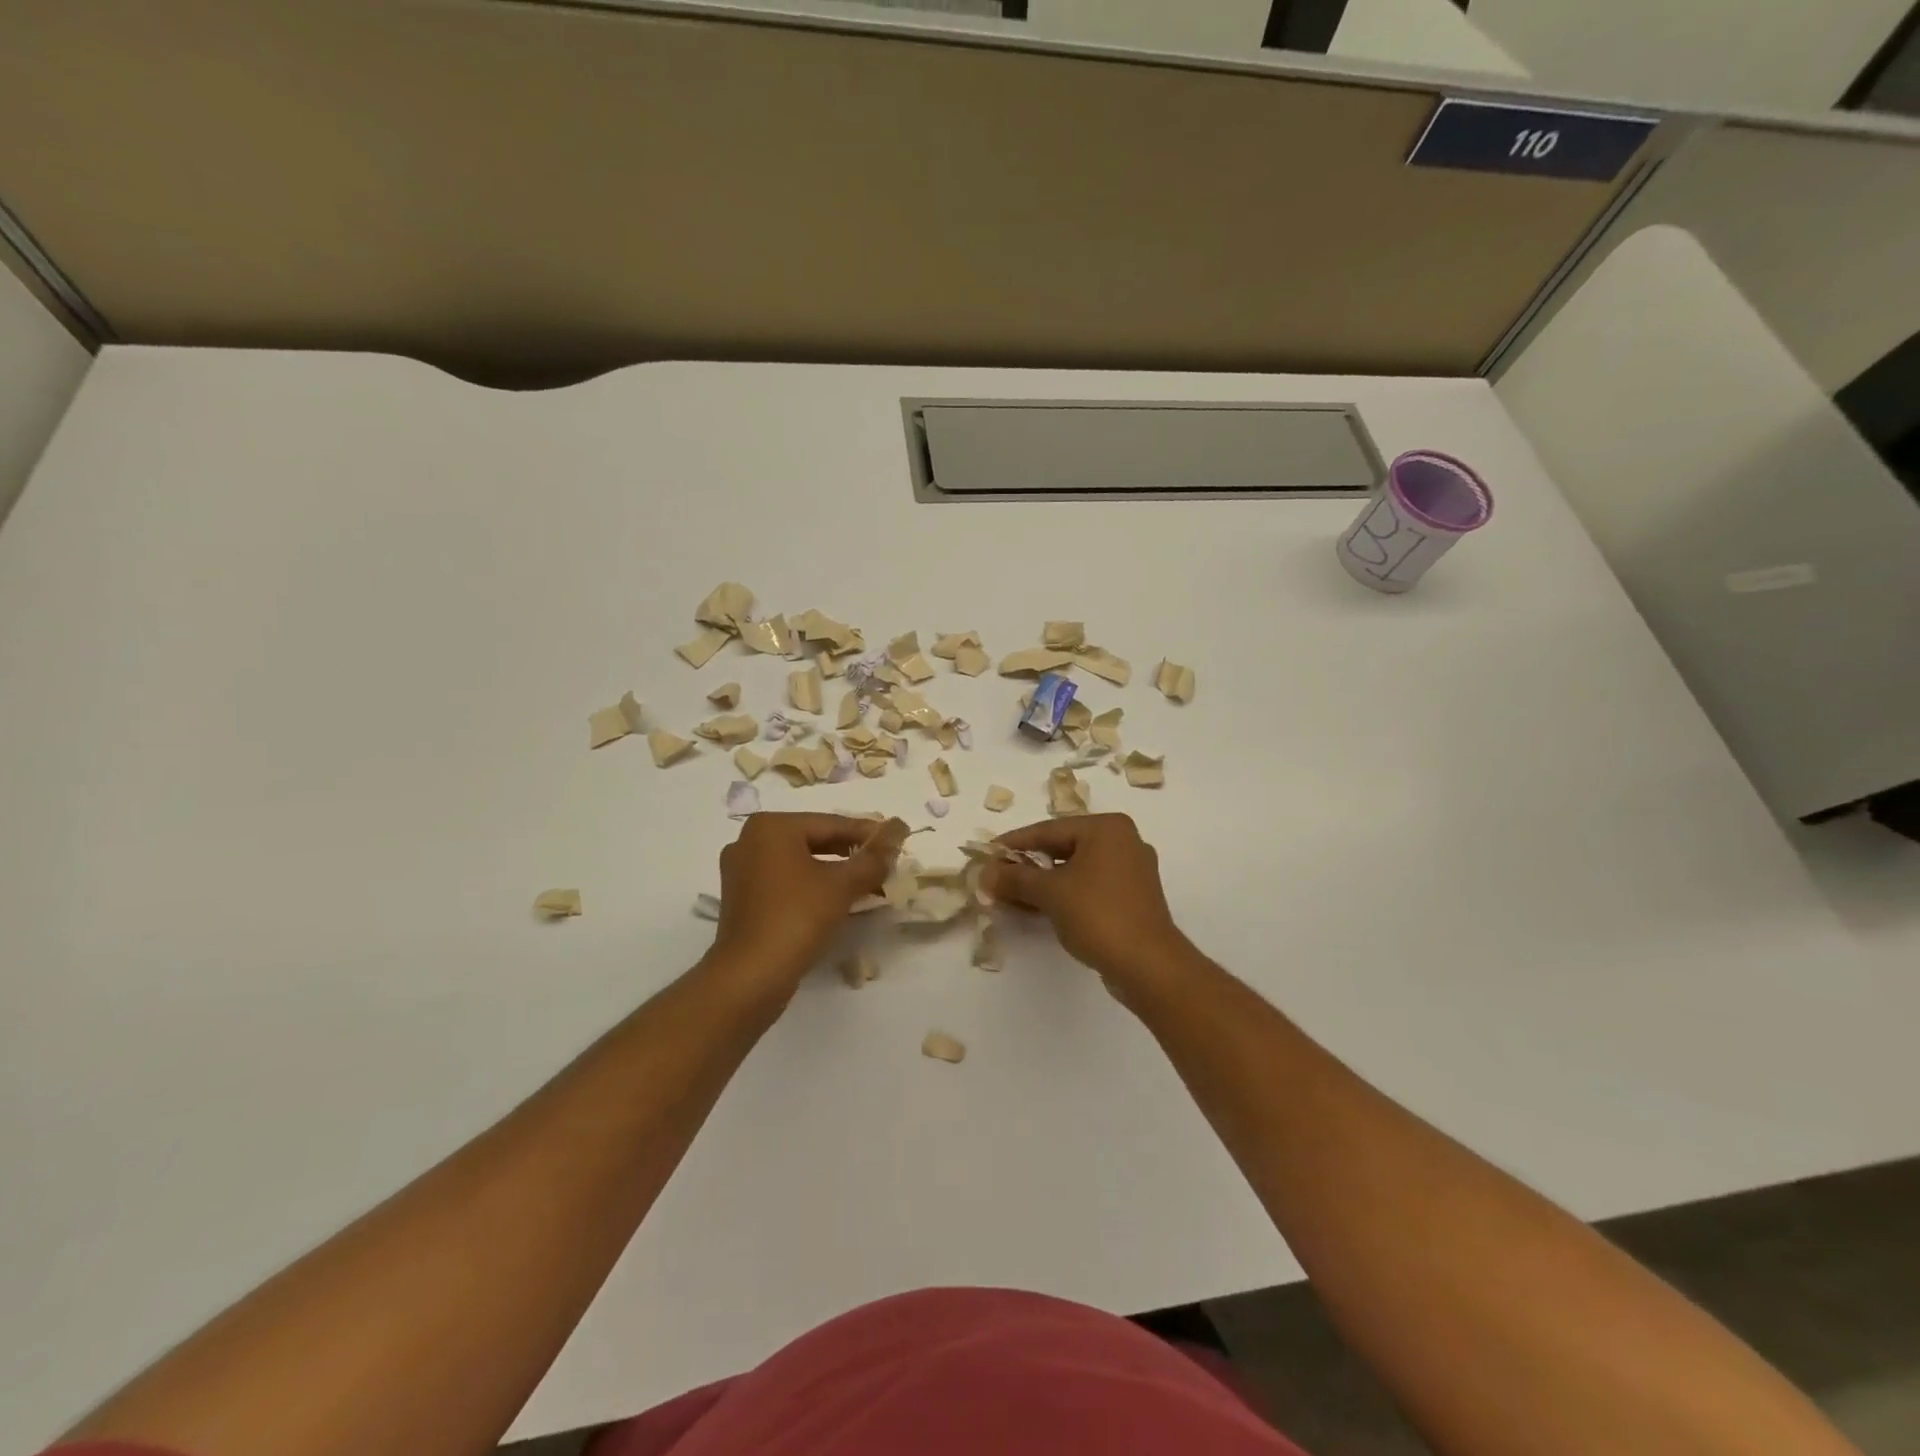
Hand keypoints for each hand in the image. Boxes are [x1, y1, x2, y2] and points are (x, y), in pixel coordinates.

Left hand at [707, 813, 909, 994]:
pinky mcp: (742, 899)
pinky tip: (837, 900)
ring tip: (868, 883)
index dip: (869, 833)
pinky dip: (812, 885)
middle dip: (851, 853)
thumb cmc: (797, 918)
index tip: (898, 840)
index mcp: (771, 827)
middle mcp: (750, 841)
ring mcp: (741, 871)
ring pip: (800, 862)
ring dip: (834, 871)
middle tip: (885, 863)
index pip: (832, 823)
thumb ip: (874, 856)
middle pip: (814, 840)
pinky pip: (785, 881)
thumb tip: (900, 828)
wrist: (750, 977)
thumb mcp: (842, 885)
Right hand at [984, 814, 1192, 996]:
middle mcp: (1123, 841)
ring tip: (1012, 895)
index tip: (986, 854)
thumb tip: (985, 873)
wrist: (1148, 965)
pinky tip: (1040, 909)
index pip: (1048, 829)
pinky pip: (1090, 886)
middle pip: (1063, 847)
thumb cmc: (1098, 915)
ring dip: (1044, 882)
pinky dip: (1065, 894)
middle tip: (997, 877)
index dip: (1014, 843)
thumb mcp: (1050, 893)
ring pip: (1076, 869)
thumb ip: (1015, 878)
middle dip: (1028, 865)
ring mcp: (1132, 871)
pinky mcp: (1133, 898)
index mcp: (1107, 828)